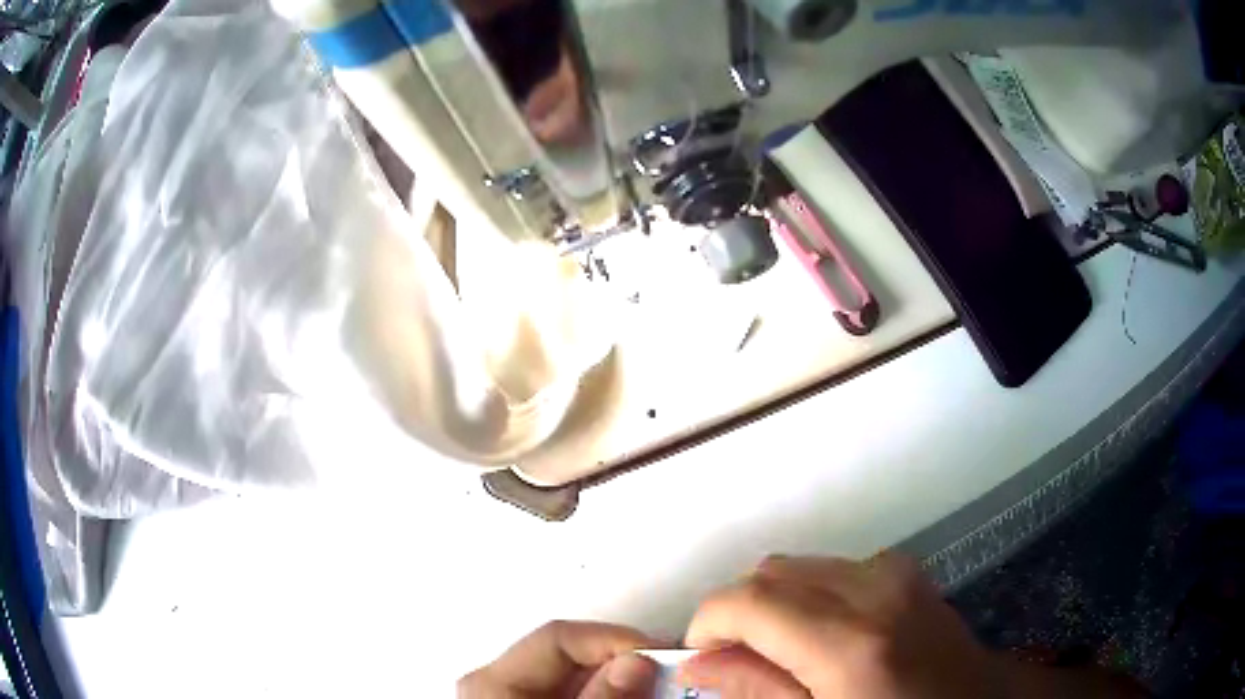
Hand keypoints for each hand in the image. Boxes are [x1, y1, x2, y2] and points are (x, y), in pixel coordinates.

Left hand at [458, 620, 659, 697]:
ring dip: (620, 675)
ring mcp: (512, 693)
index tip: (659, 654)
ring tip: (656, 686)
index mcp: (492, 680)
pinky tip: (629, 696)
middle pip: (570, 651)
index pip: (560, 636)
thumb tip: (636, 663)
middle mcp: (497, 680)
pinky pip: (573, 687)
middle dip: (624, 657)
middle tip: (667, 670)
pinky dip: (605, 691)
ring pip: (576, 669)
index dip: (614, 639)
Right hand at [679, 553, 996, 697]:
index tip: (700, 659)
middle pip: (771, 572)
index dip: (708, 624)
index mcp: (851, 643)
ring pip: (800, 565)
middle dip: (739, 613)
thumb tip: (698, 664)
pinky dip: (810, 595)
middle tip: (739, 661)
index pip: (749, 600)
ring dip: (775, 603)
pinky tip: (823, 635)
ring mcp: (896, 572)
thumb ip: (757, 692)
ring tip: (782, 651)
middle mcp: (875, 590)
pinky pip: (834, 567)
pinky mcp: (907, 569)